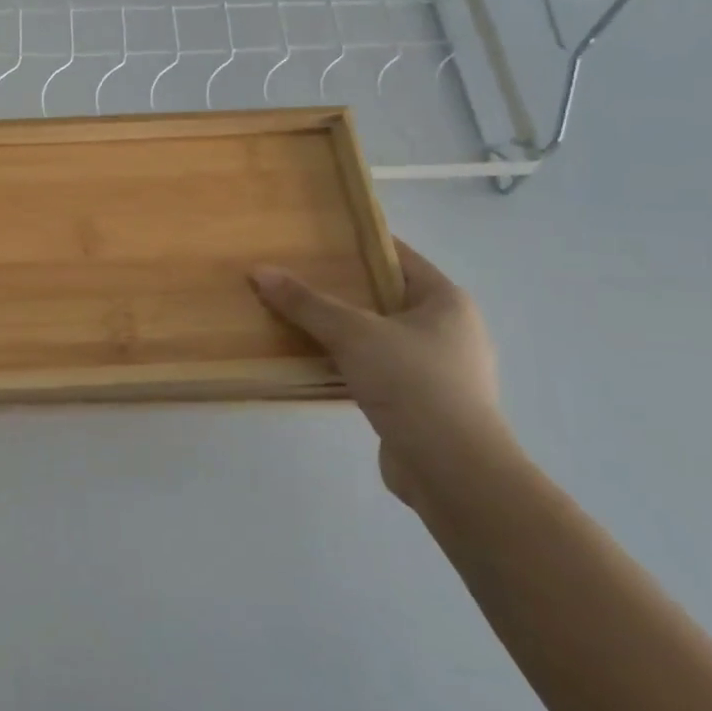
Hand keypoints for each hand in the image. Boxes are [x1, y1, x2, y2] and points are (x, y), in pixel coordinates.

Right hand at [251, 241, 517, 503]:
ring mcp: (440, 369)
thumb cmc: (412, 383)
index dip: (358, 245)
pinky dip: (350, 363)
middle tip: (296, 278)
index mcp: (447, 301)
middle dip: (343, 289)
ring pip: (380, 336)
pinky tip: (316, 363)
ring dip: (344, 330)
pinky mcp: (424, 404)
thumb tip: (260, 271)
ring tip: (298, 318)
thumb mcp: (353, 334)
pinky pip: (379, 369)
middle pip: (386, 297)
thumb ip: (306, 303)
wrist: (451, 470)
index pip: (398, 257)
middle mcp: (450, 330)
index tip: (316, 240)